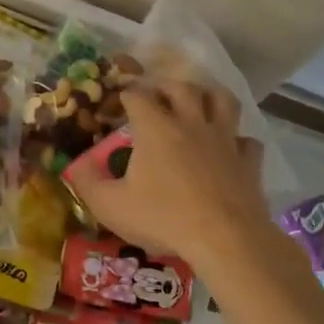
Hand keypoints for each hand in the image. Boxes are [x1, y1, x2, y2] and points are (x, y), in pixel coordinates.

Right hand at [68, 80, 274, 264]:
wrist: (225, 239)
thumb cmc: (162, 218)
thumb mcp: (110, 205)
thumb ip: (87, 182)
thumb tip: (76, 165)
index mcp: (155, 128)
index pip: (138, 96)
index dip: (125, 94)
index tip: (118, 100)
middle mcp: (191, 124)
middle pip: (181, 88)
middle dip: (164, 85)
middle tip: (154, 94)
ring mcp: (224, 140)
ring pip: (222, 101)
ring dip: (208, 95)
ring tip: (197, 101)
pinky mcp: (248, 161)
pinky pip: (246, 140)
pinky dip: (236, 138)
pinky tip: (229, 147)